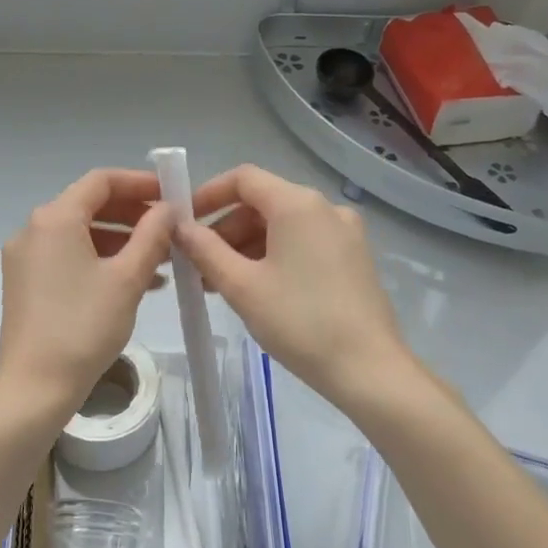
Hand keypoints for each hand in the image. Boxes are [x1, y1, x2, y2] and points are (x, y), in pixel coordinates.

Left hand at [0, 169, 173, 415]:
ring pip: (80, 235)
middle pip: (89, 206)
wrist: (35, 388)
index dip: (139, 183)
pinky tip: (133, 283)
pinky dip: (99, 261)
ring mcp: (25, 258)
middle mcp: (33, 230)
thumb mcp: (127, 279)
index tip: (171, 195)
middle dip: (132, 215)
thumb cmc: (84, 328)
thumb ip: (152, 235)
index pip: (101, 181)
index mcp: (55, 219)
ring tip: (161, 262)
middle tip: (170, 230)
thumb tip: (166, 208)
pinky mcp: (25, 283)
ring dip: (120, 241)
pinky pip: (67, 258)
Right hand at [178, 165, 410, 403]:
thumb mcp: (241, 286)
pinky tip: (257, 290)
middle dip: (225, 229)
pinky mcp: (354, 258)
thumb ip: (205, 250)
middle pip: (263, 202)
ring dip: (247, 247)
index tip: (184, 223)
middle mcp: (325, 208)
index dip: (208, 195)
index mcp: (297, 204)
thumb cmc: (299, 321)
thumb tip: (179, 227)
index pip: (243, 179)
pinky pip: (304, 243)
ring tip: (221, 284)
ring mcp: (345, 233)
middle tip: (198, 265)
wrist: (368, 368)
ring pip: (283, 226)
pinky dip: (274, 256)